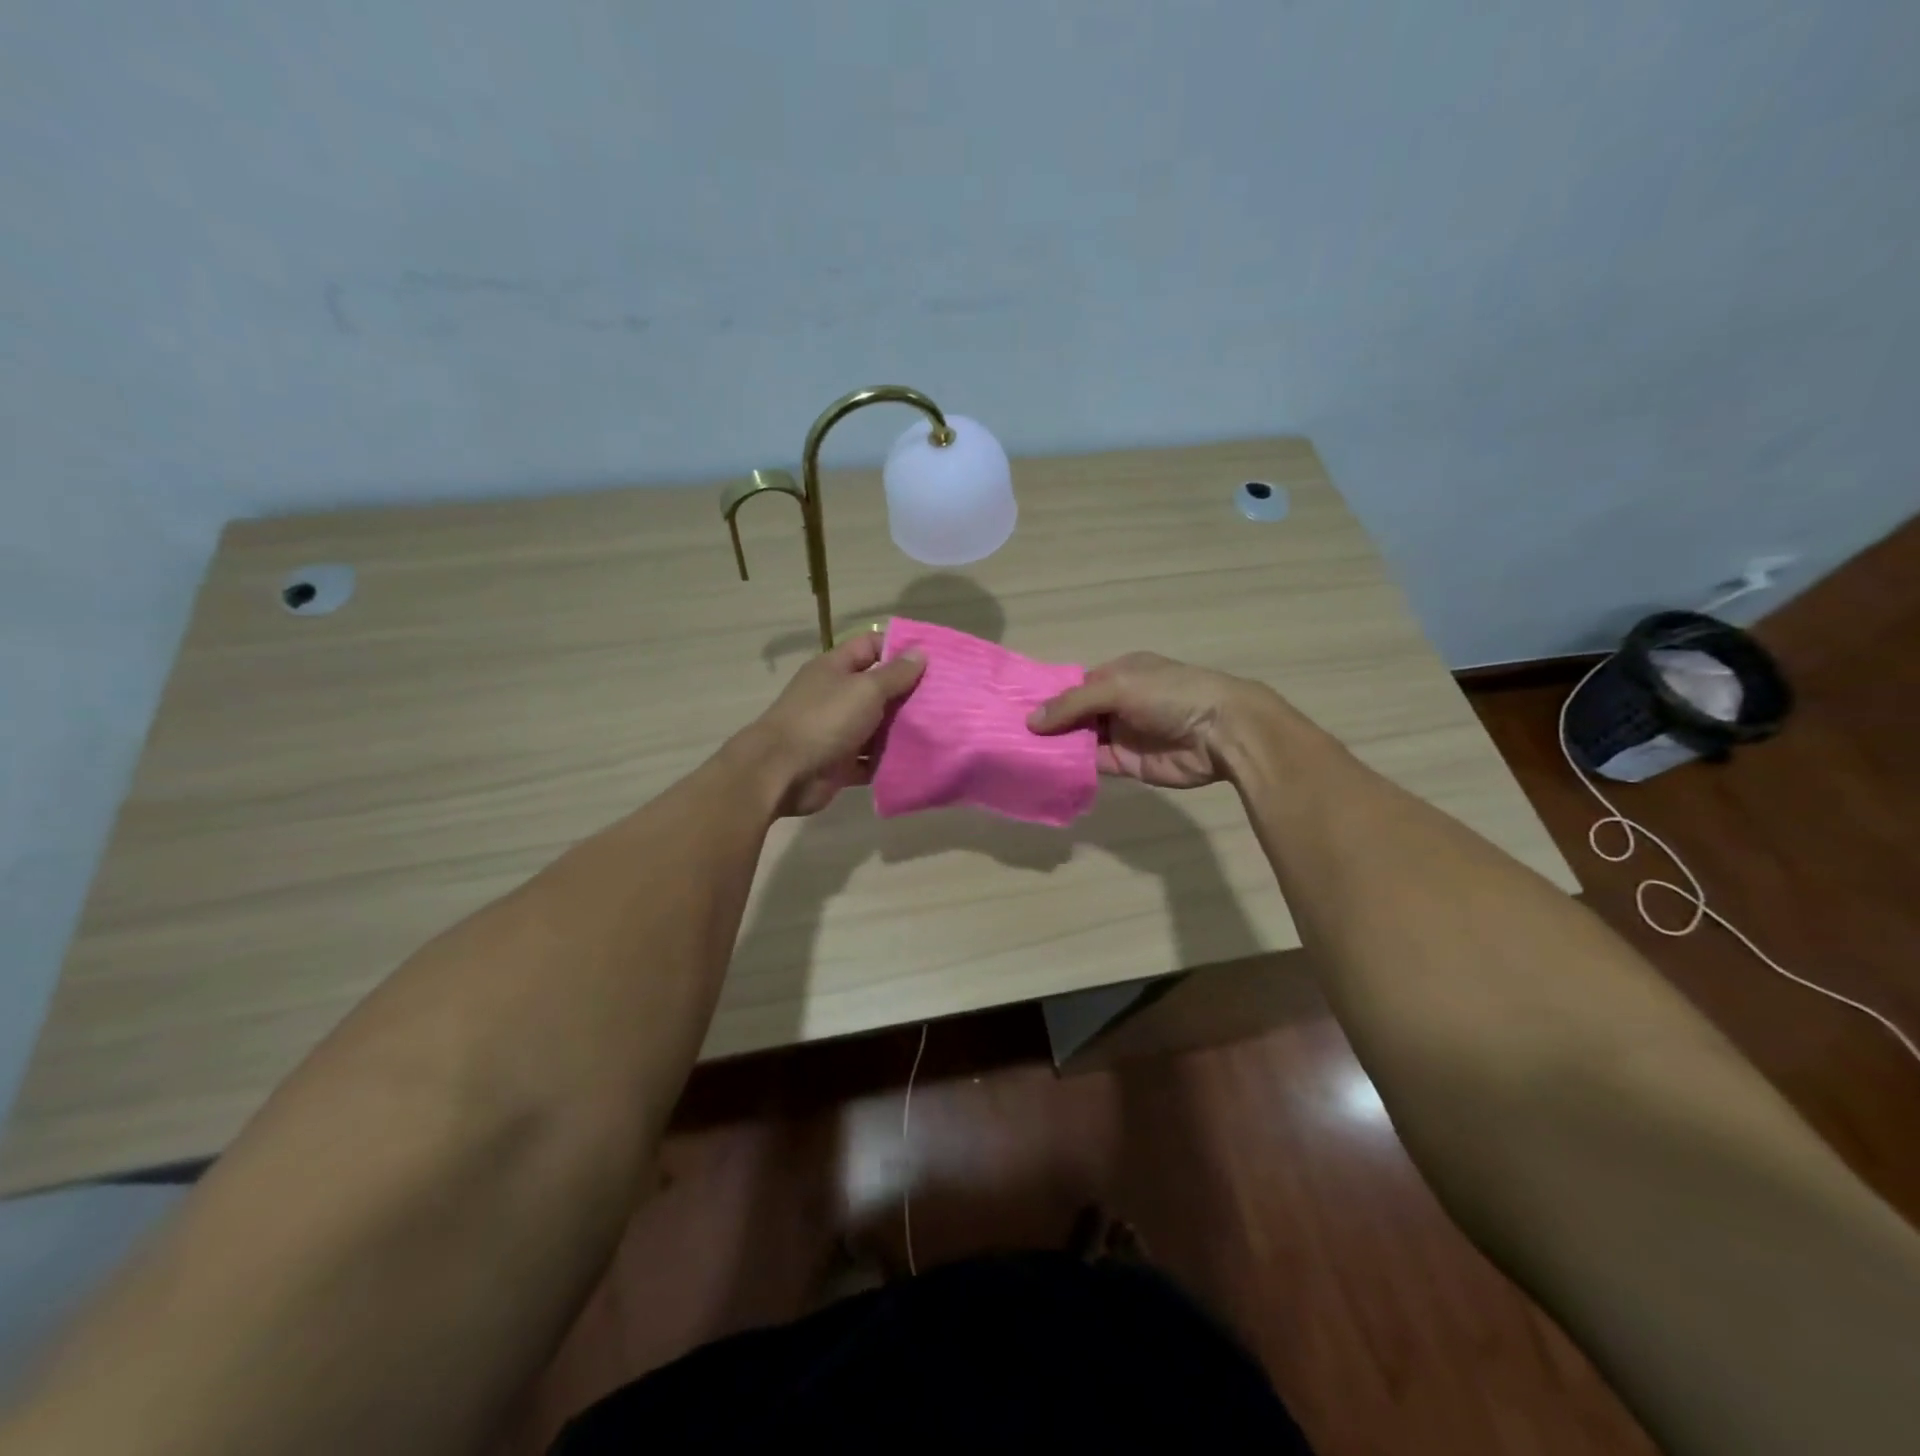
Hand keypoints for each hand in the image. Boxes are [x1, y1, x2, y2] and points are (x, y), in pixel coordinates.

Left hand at [739, 629, 925, 815]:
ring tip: (940, 730)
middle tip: (946, 698)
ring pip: (876, 727)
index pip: (871, 646)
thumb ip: (895, 674)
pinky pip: (870, 760)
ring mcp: (836, 731)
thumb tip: (920, 653)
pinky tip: (918, 761)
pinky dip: (888, 761)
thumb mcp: (865, 690)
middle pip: (877, 688)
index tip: (934, 659)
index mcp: (835, 668)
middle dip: (908, 693)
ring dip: (901, 730)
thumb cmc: (824, 720)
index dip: (900, 649)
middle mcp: (835, 696)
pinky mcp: (839, 763)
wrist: (782, 773)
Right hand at [1027, 651, 1271, 788]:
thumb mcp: (1118, 686)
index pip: (1073, 686)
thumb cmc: (1170, 694)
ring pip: (1078, 740)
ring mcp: (1120, 734)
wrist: (1220, 732)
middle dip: (1046, 724)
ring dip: (1054, 746)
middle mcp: (1116, 703)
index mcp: (1117, 674)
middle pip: (1073, 714)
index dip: (1046, 697)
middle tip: (1005, 735)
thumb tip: (1031, 720)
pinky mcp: (1125, 764)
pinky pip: (1091, 764)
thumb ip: (1073, 703)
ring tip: (1014, 753)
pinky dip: (1070, 766)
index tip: (1011, 707)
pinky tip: (1042, 769)